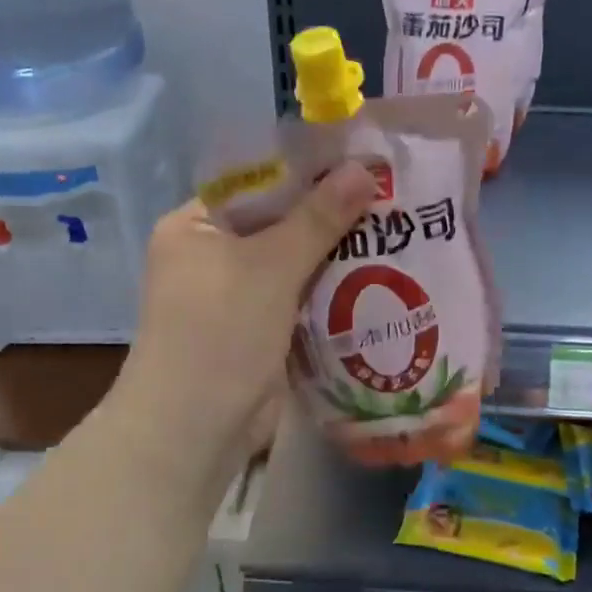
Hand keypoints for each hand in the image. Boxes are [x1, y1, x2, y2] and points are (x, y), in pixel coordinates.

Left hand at [111, 163, 376, 471]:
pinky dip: (331, 288)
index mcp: (195, 225)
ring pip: (294, 260)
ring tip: (396, 227)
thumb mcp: (270, 267)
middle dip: (330, 214)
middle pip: (278, 221)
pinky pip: (300, 295)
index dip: (308, 171)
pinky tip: (379, 273)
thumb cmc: (219, 333)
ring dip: (336, 252)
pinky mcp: (259, 327)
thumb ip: (318, 218)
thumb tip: (366, 167)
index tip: (362, 161)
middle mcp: (211, 253)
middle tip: (389, 194)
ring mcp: (235, 293)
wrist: (196, 430)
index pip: (257, 182)